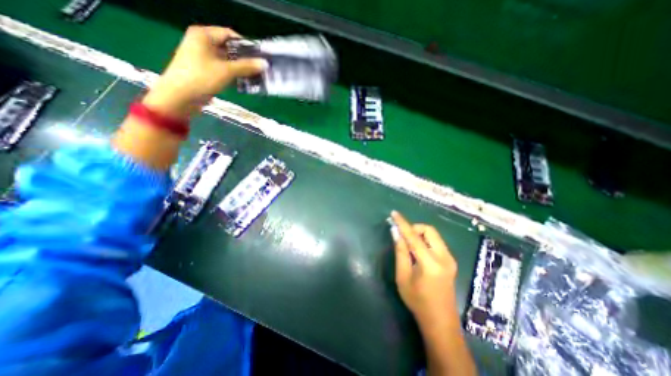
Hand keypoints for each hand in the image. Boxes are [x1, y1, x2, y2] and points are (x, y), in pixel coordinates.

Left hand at [142, 25, 267, 116]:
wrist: (180, 96)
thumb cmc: (202, 78)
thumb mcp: (226, 71)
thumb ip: (246, 66)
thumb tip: (264, 64)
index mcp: (203, 35)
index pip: (229, 35)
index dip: (246, 45)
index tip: (259, 56)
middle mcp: (202, 43)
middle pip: (229, 48)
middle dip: (245, 59)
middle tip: (260, 68)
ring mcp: (203, 58)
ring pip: (227, 61)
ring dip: (241, 69)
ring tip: (256, 77)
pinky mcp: (205, 71)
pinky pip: (223, 70)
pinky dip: (234, 75)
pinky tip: (245, 83)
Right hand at [392, 211, 458, 327]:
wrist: (440, 322)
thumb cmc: (417, 301)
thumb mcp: (403, 276)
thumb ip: (400, 252)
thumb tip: (395, 233)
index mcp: (430, 263)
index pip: (414, 237)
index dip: (402, 223)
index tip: (394, 214)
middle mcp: (444, 257)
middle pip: (429, 230)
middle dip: (414, 228)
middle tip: (403, 237)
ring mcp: (450, 259)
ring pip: (434, 235)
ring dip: (420, 234)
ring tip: (409, 244)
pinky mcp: (451, 261)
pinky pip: (436, 242)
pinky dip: (425, 241)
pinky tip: (417, 251)